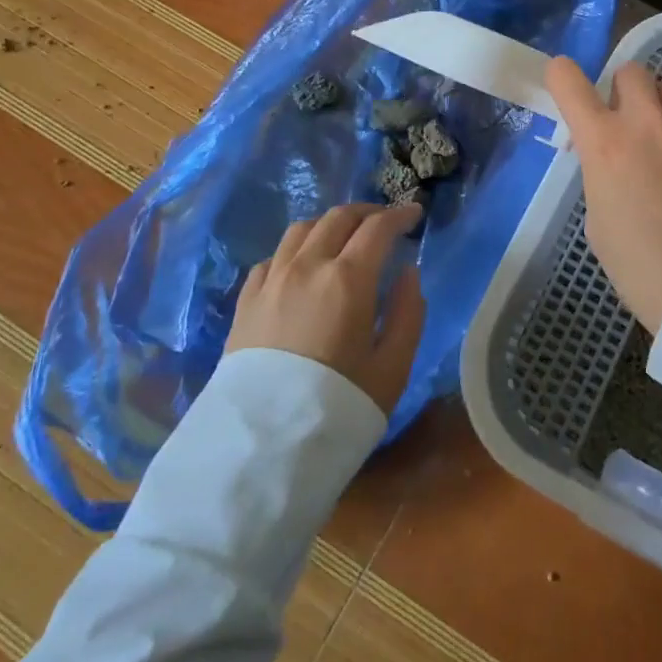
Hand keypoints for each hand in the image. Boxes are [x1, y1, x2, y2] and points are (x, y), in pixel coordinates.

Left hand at [226, 202, 426, 415]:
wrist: (261, 449)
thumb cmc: (338, 407)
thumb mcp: (393, 367)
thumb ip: (408, 313)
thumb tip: (408, 273)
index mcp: (348, 278)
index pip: (378, 228)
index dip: (400, 215)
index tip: (415, 214)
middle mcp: (307, 266)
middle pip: (338, 218)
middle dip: (367, 212)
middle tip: (385, 221)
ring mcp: (272, 281)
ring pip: (301, 229)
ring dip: (329, 224)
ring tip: (344, 237)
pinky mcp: (246, 302)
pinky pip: (273, 257)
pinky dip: (295, 250)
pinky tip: (302, 266)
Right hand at [545, 57, 661, 333]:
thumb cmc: (643, 268)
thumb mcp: (598, 220)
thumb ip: (601, 173)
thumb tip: (613, 158)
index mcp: (604, 142)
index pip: (568, 80)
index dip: (562, 76)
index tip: (565, 83)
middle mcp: (647, 119)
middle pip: (630, 71)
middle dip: (625, 93)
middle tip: (631, 125)